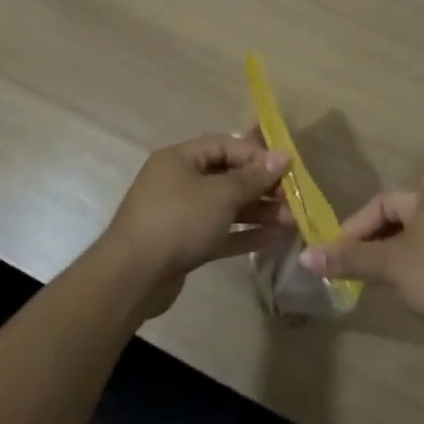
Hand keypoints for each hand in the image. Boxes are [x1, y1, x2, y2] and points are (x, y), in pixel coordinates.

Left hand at [95, 131, 293, 316]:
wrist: (132, 278)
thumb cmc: (178, 221)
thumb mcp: (220, 195)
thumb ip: (252, 177)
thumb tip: (282, 156)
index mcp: (179, 159)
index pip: (223, 145)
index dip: (255, 154)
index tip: (285, 168)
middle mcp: (177, 181)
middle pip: (226, 176)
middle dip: (260, 187)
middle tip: (291, 198)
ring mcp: (178, 215)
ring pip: (224, 207)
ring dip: (256, 212)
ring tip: (289, 221)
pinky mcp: (182, 245)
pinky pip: (218, 232)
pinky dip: (242, 234)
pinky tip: (271, 238)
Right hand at [300, 186, 423, 331]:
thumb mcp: (390, 265)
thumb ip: (350, 258)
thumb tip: (305, 256)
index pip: (380, 202)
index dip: (355, 226)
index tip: (337, 253)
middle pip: (399, 220)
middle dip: (373, 244)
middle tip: (353, 268)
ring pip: (418, 240)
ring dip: (395, 259)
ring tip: (378, 283)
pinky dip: (418, 270)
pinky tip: (414, 293)